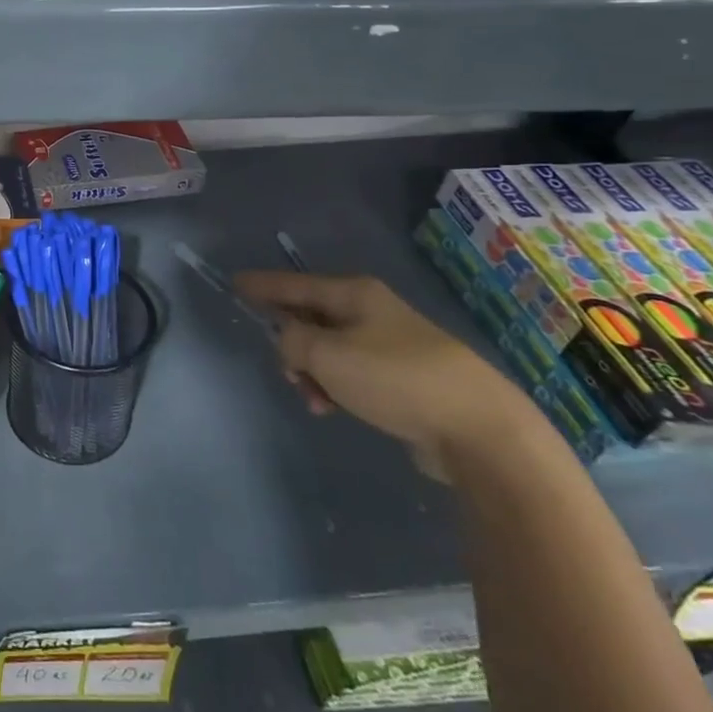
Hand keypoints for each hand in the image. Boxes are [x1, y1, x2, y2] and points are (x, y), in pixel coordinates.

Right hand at [233, 270, 531, 481]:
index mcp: (353, 294)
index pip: (294, 283)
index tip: (234, 282)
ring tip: (315, 400)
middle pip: (310, 317)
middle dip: (290, 343)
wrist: (478, 428)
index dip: (262, 285)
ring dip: (312, 372)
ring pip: (328, 349)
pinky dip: (335, 387)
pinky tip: (334, 409)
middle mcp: (371, 311)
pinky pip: (350, 372)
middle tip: (285, 369)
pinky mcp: (403, 377)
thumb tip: (290, 341)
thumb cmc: (394, 379)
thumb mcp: (326, 354)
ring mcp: (390, 343)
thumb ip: (292, 341)